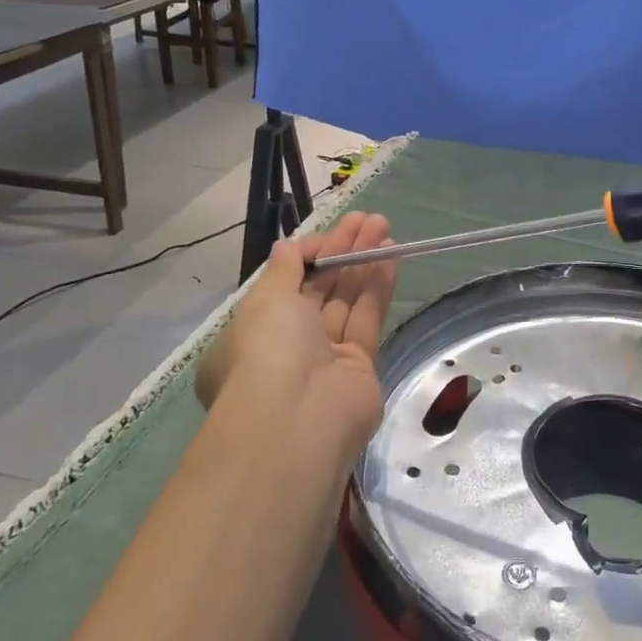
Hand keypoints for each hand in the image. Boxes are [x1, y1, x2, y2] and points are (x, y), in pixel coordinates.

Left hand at [194, 213, 399, 449]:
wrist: (297, 421)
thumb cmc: (267, 350)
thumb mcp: (265, 299)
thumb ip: (284, 268)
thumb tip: (291, 246)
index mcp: (251, 334)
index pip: (284, 284)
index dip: (309, 254)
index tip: (331, 231)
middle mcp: (286, 346)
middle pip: (318, 288)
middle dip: (342, 251)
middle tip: (368, 219)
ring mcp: (324, 358)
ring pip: (346, 300)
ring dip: (363, 262)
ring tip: (385, 227)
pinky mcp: (358, 367)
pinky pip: (367, 318)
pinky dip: (377, 286)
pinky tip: (390, 256)